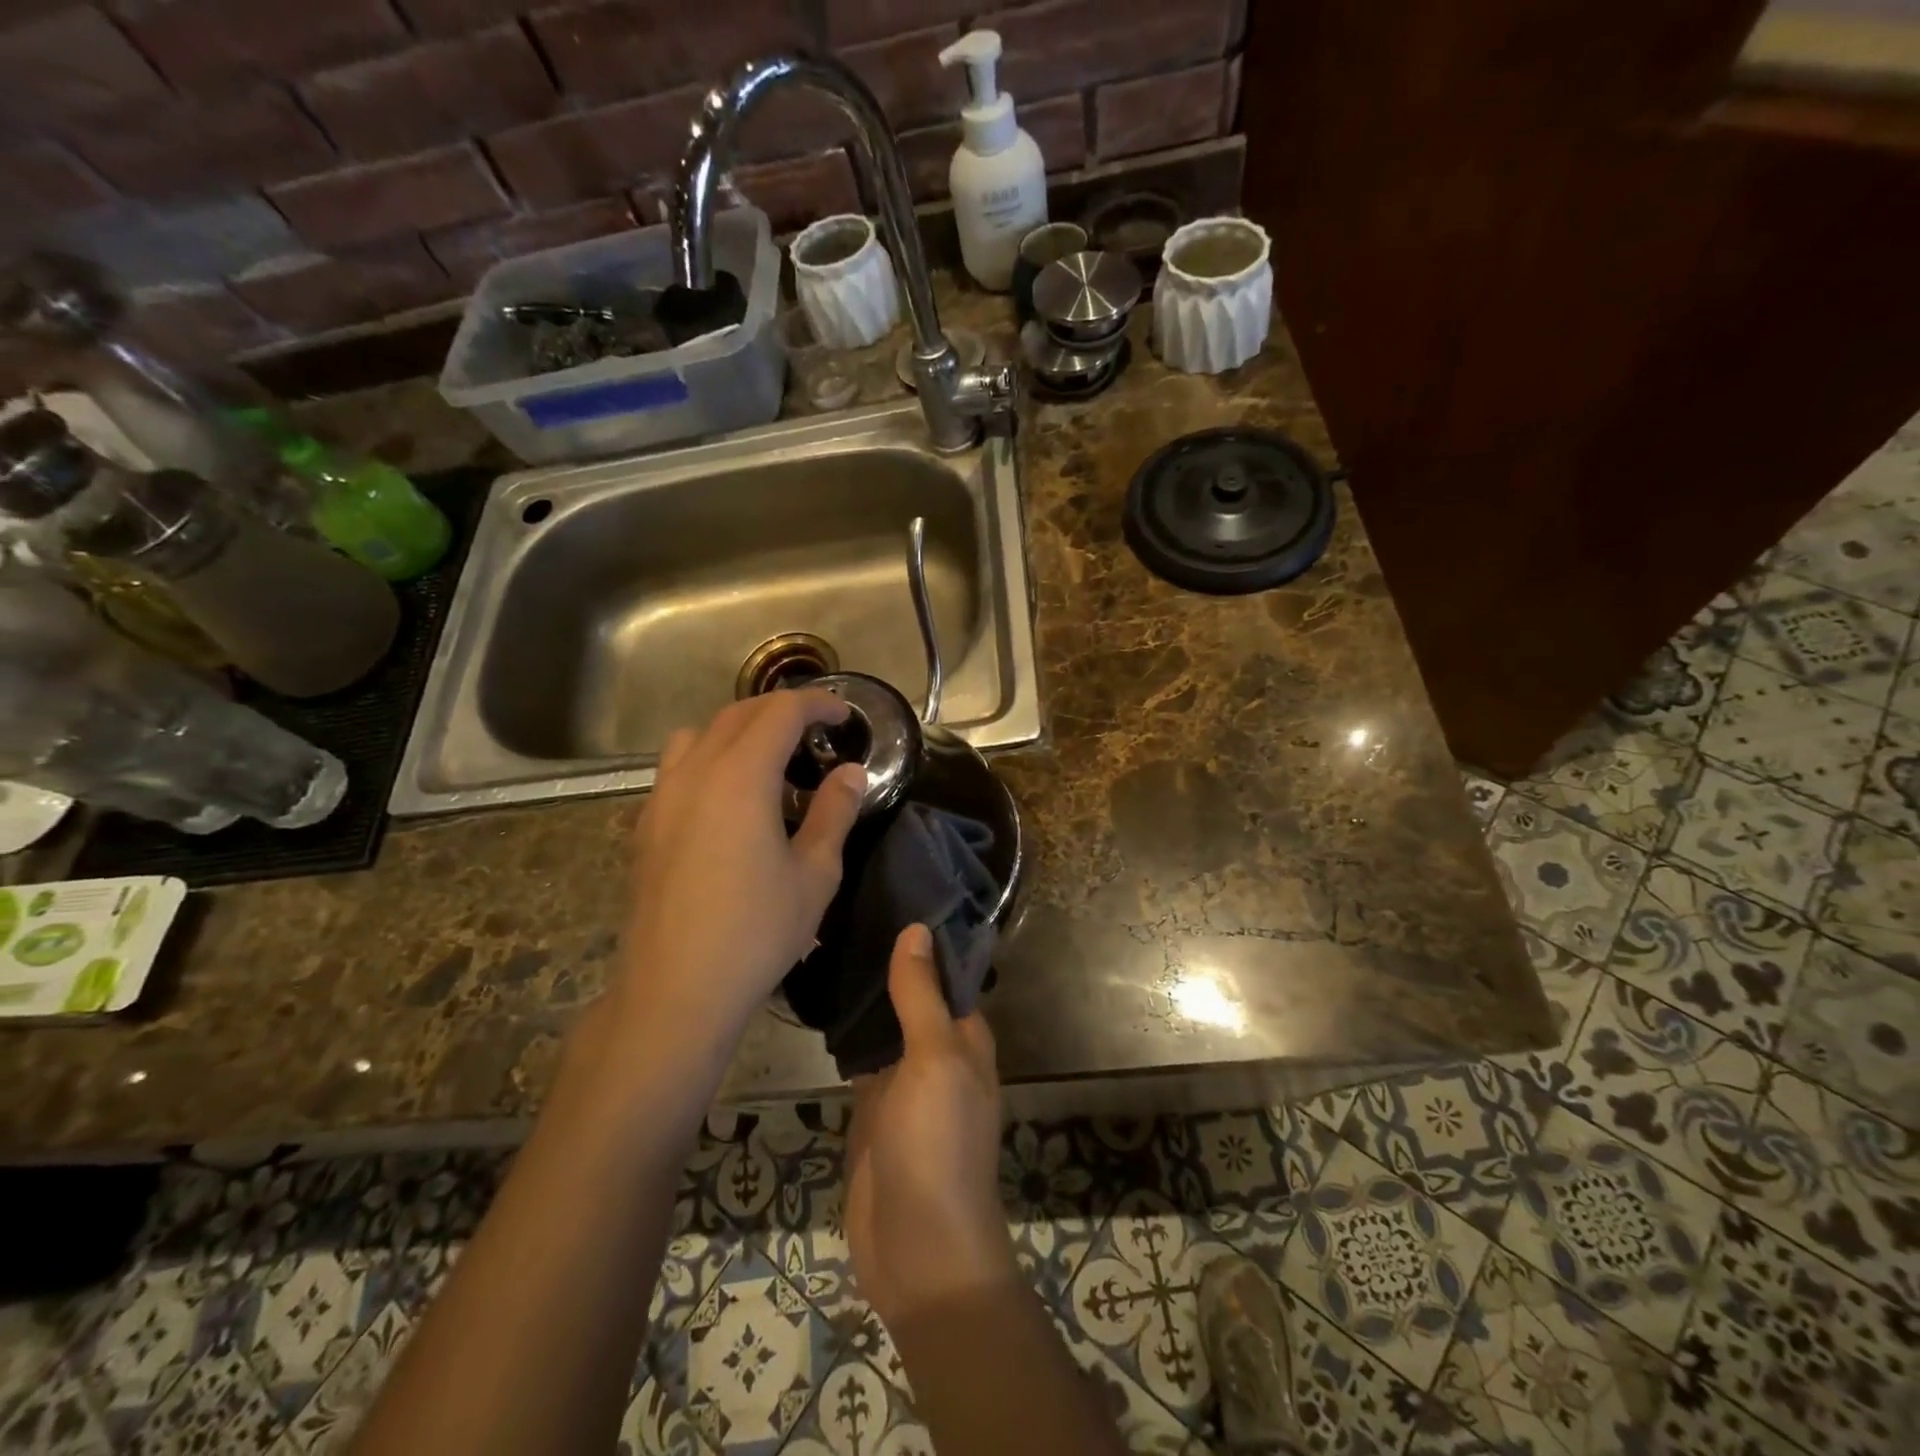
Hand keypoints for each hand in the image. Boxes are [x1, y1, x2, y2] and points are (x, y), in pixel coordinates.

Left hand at [617, 690, 865, 1051]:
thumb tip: (850, 773)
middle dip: (780, 710)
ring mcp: (663, 798)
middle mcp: (696, 772)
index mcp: (741, 777)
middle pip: (738, 714)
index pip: (780, 712)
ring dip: (738, 729)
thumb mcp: (815, 873)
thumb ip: (835, 812)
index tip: (843, 714)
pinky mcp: (646, 825)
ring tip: (767, 758)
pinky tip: (727, 799)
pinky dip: (708, 758)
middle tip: (816, 730)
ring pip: (699, 734)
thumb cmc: (757, 931)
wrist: (677, 989)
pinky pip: (677, 767)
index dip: (816, 703)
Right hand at [846, 925, 1017, 1331]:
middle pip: (912, 993)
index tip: (887, 891)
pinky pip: (859, 1058)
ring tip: (824, 941)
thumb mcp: (935, 1061)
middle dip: (886, 959)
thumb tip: (918, 928)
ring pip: (883, 1023)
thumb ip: (922, 996)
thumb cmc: (938, 1145)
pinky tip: (817, 1000)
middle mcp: (937, 1051)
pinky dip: (844, 1033)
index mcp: (965, 1035)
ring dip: (863, 993)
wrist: (920, 1251)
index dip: (921, 935)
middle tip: (842, 909)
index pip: (945, 970)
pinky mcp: (871, 1107)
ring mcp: (902, 1081)